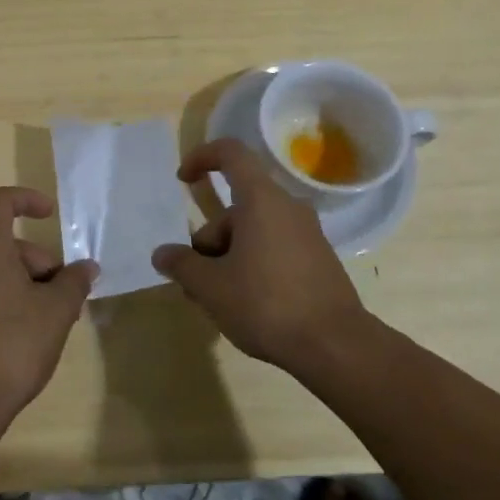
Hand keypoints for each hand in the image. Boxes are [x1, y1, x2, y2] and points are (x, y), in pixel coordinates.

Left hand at [0, 187, 96, 428]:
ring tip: (51, 320)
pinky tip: (26, 334)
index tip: (50, 214)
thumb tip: (86, 267)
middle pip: (3, 243)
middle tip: (64, 295)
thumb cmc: (12, 346)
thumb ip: (74, 281)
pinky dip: (6, 298)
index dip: (26, 199)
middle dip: (38, 261)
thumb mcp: (56, 312)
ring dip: (26, 283)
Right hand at [151, 138, 369, 371]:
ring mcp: (307, 234)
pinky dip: (252, 265)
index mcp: (262, 200)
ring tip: (216, 300)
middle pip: (236, 208)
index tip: (182, 180)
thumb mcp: (212, 287)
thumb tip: (162, 254)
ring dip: (228, 257)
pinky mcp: (317, 260)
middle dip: (209, 240)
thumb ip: (182, 265)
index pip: (231, 154)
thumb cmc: (267, 304)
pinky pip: (274, 248)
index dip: (202, 157)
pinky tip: (245, 303)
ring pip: (253, 231)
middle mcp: (288, 207)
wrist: (336, 346)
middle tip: (194, 281)